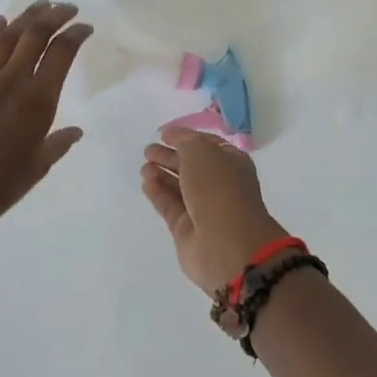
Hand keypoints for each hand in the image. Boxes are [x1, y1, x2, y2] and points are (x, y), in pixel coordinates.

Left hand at [0, 1, 92, 242]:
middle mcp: (12, 83)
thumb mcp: (39, 166)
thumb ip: (59, 142)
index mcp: (38, 102)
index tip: (85, 27)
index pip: (62, 53)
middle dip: (54, 16)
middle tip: (65, 8)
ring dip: (24, 18)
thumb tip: (75, 131)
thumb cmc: (0, 187)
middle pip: (34, 36)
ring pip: (6, 38)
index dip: (75, 34)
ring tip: (39, 7)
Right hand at [140, 127, 287, 294]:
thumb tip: (174, 136)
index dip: (186, 138)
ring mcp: (203, 208)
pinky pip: (170, 206)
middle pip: (191, 167)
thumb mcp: (201, 152)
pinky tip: (146, 183)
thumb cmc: (218, 188)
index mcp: (231, 163)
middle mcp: (219, 184)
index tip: (164, 134)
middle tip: (148, 151)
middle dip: (170, 157)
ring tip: (144, 166)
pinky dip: (158, 194)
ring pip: (179, 187)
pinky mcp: (186, 230)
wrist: (225, 241)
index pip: (207, 146)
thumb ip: (185, 142)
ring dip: (161, 174)